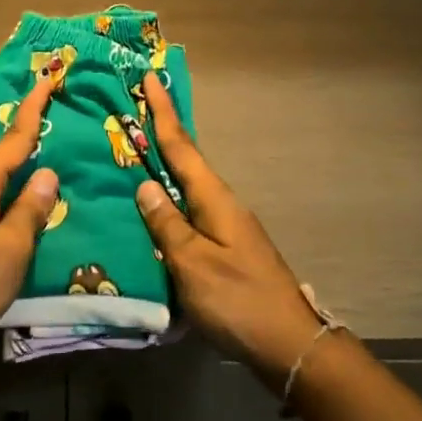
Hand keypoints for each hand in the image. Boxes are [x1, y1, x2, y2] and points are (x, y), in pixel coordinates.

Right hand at [133, 76, 325, 391]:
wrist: (287, 343)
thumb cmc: (237, 299)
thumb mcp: (192, 263)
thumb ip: (166, 224)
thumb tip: (145, 185)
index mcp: (214, 198)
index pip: (181, 146)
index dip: (162, 112)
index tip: (149, 77)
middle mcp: (221, 203)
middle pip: (186, 159)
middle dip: (161, 132)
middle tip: (133, 108)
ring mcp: (226, 225)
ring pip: (186, 186)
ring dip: (164, 165)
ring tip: (134, 152)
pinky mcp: (225, 247)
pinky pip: (189, 210)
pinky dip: (170, 198)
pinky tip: (154, 207)